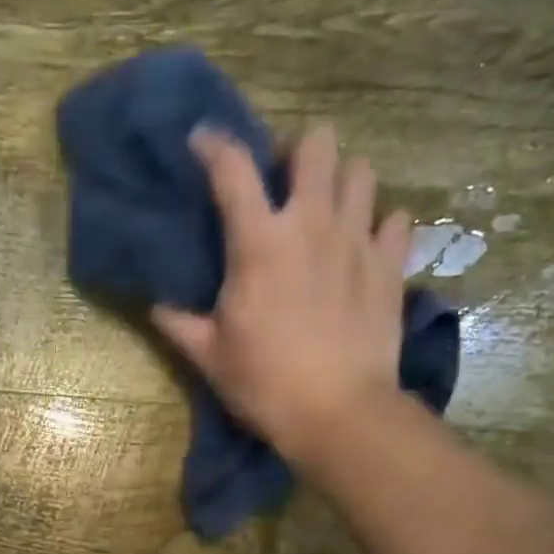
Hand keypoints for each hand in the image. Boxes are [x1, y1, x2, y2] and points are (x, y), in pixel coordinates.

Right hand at [151, 124, 412, 469]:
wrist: (337, 412)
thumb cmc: (263, 382)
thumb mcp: (209, 355)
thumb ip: (179, 323)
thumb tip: (157, 307)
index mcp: (259, 242)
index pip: (232, 168)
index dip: (214, 145)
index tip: (203, 140)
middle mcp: (312, 224)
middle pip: (317, 145)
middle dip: (297, 153)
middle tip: (285, 185)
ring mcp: (358, 240)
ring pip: (362, 171)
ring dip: (342, 182)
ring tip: (327, 211)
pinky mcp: (391, 265)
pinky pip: (396, 220)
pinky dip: (380, 225)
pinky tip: (365, 247)